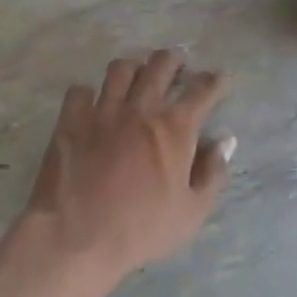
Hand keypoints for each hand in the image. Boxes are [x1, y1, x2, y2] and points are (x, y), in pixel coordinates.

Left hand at [0, 51, 233, 296]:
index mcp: (175, 128)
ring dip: (134, 68)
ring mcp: (103, 110)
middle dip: (173, 60)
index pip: (202, 90)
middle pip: (160, 65)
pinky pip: (80, 91)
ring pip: (120, 69)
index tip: (220, 78)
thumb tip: (225, 142)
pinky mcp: (71, 120)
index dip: (215, 80)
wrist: (77, 237)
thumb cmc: (141, 229)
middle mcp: (140, 108)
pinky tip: (93, 104)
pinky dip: (89, 94)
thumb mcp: (191, 212)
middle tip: (177, 65)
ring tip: (136, 76)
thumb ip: (212, 173)